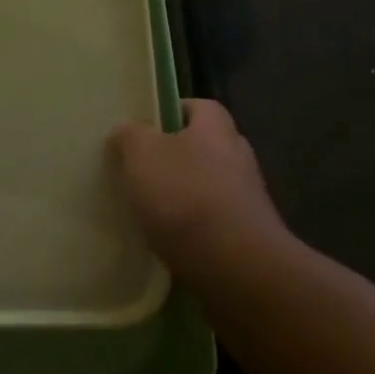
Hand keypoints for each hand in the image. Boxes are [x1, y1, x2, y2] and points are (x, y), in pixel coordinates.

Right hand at [109, 99, 288, 277]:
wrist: (236, 267)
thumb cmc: (185, 196)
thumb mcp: (141, 154)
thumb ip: (130, 135)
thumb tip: (126, 130)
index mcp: (216, 128)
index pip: (198, 106)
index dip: (170, 112)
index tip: (142, 128)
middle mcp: (238, 156)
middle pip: (203, 146)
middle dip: (174, 156)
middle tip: (140, 169)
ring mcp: (248, 198)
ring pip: (208, 185)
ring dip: (183, 194)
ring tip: (148, 208)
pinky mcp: (248, 235)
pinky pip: (213, 221)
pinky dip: (192, 226)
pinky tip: (167, 239)